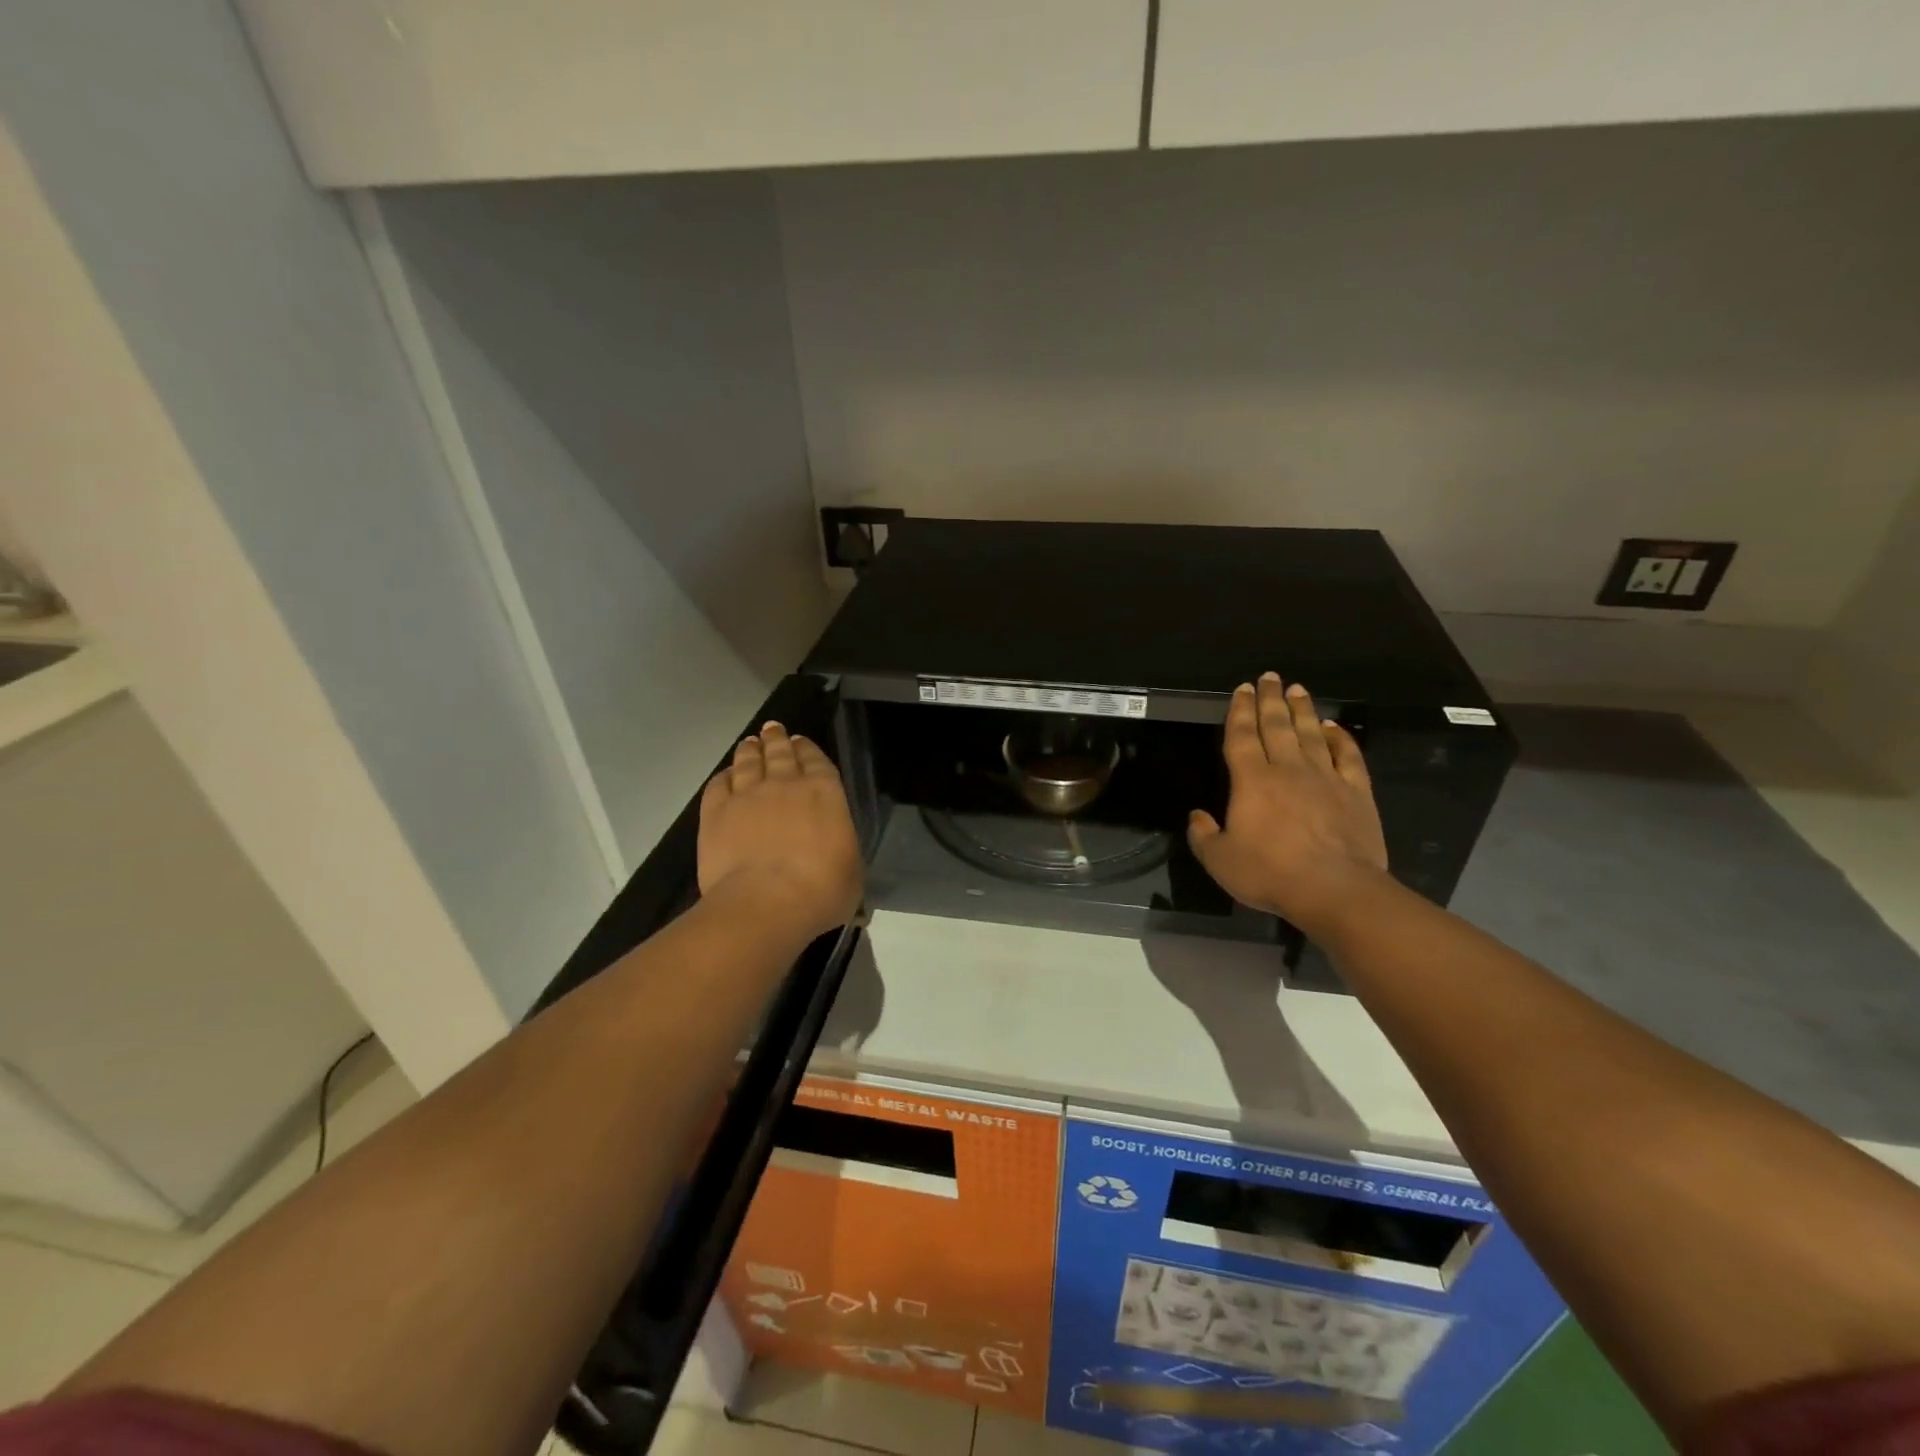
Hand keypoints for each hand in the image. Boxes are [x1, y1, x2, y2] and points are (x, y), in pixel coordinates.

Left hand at [698, 721, 862, 942]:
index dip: (807, 749)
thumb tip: (837, 857)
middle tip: (772, 729)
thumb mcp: (851, 871)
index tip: (800, 742)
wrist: (766, 903)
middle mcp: (785, 784)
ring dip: (749, 750)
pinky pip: (718, 785)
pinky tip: (725, 776)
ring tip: (750, 743)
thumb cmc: (822, 890)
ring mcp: (747, 795)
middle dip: (776, 739)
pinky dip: (722, 777)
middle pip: (779, 753)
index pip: (816, 760)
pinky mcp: (716, 813)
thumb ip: (842, 851)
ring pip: (747, 762)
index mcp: (825, 792)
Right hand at [1188, 673, 1389, 938]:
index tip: (1242, 689)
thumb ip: (1203, 836)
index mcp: (1251, 781)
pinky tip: (1333, 728)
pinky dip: (1340, 738)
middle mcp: (1288, 769)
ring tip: (1297, 690)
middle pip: (1277, 725)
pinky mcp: (1356, 792)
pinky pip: (1348, 756)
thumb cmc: (1270, 873)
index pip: (1242, 736)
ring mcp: (1325, 778)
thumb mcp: (1220, 861)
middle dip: (1271, 700)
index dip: (1240, 711)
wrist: (1334, 890)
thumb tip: (1197, 816)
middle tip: (1270, 677)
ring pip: (1311, 734)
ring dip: (1303, 710)